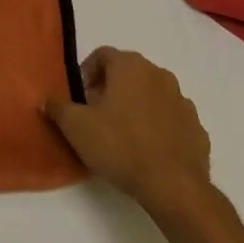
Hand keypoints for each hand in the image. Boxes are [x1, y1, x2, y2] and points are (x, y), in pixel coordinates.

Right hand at [43, 46, 212, 214]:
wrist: (173, 187)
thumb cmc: (120, 146)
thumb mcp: (76, 127)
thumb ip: (58, 107)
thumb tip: (46, 99)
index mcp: (130, 66)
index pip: (103, 55)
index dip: (87, 72)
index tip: (80, 97)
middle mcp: (159, 74)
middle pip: (128, 72)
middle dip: (111, 88)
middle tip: (97, 114)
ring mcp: (182, 101)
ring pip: (152, 94)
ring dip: (136, 105)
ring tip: (123, 133)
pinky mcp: (197, 128)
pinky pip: (171, 118)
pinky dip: (158, 126)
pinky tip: (148, 149)